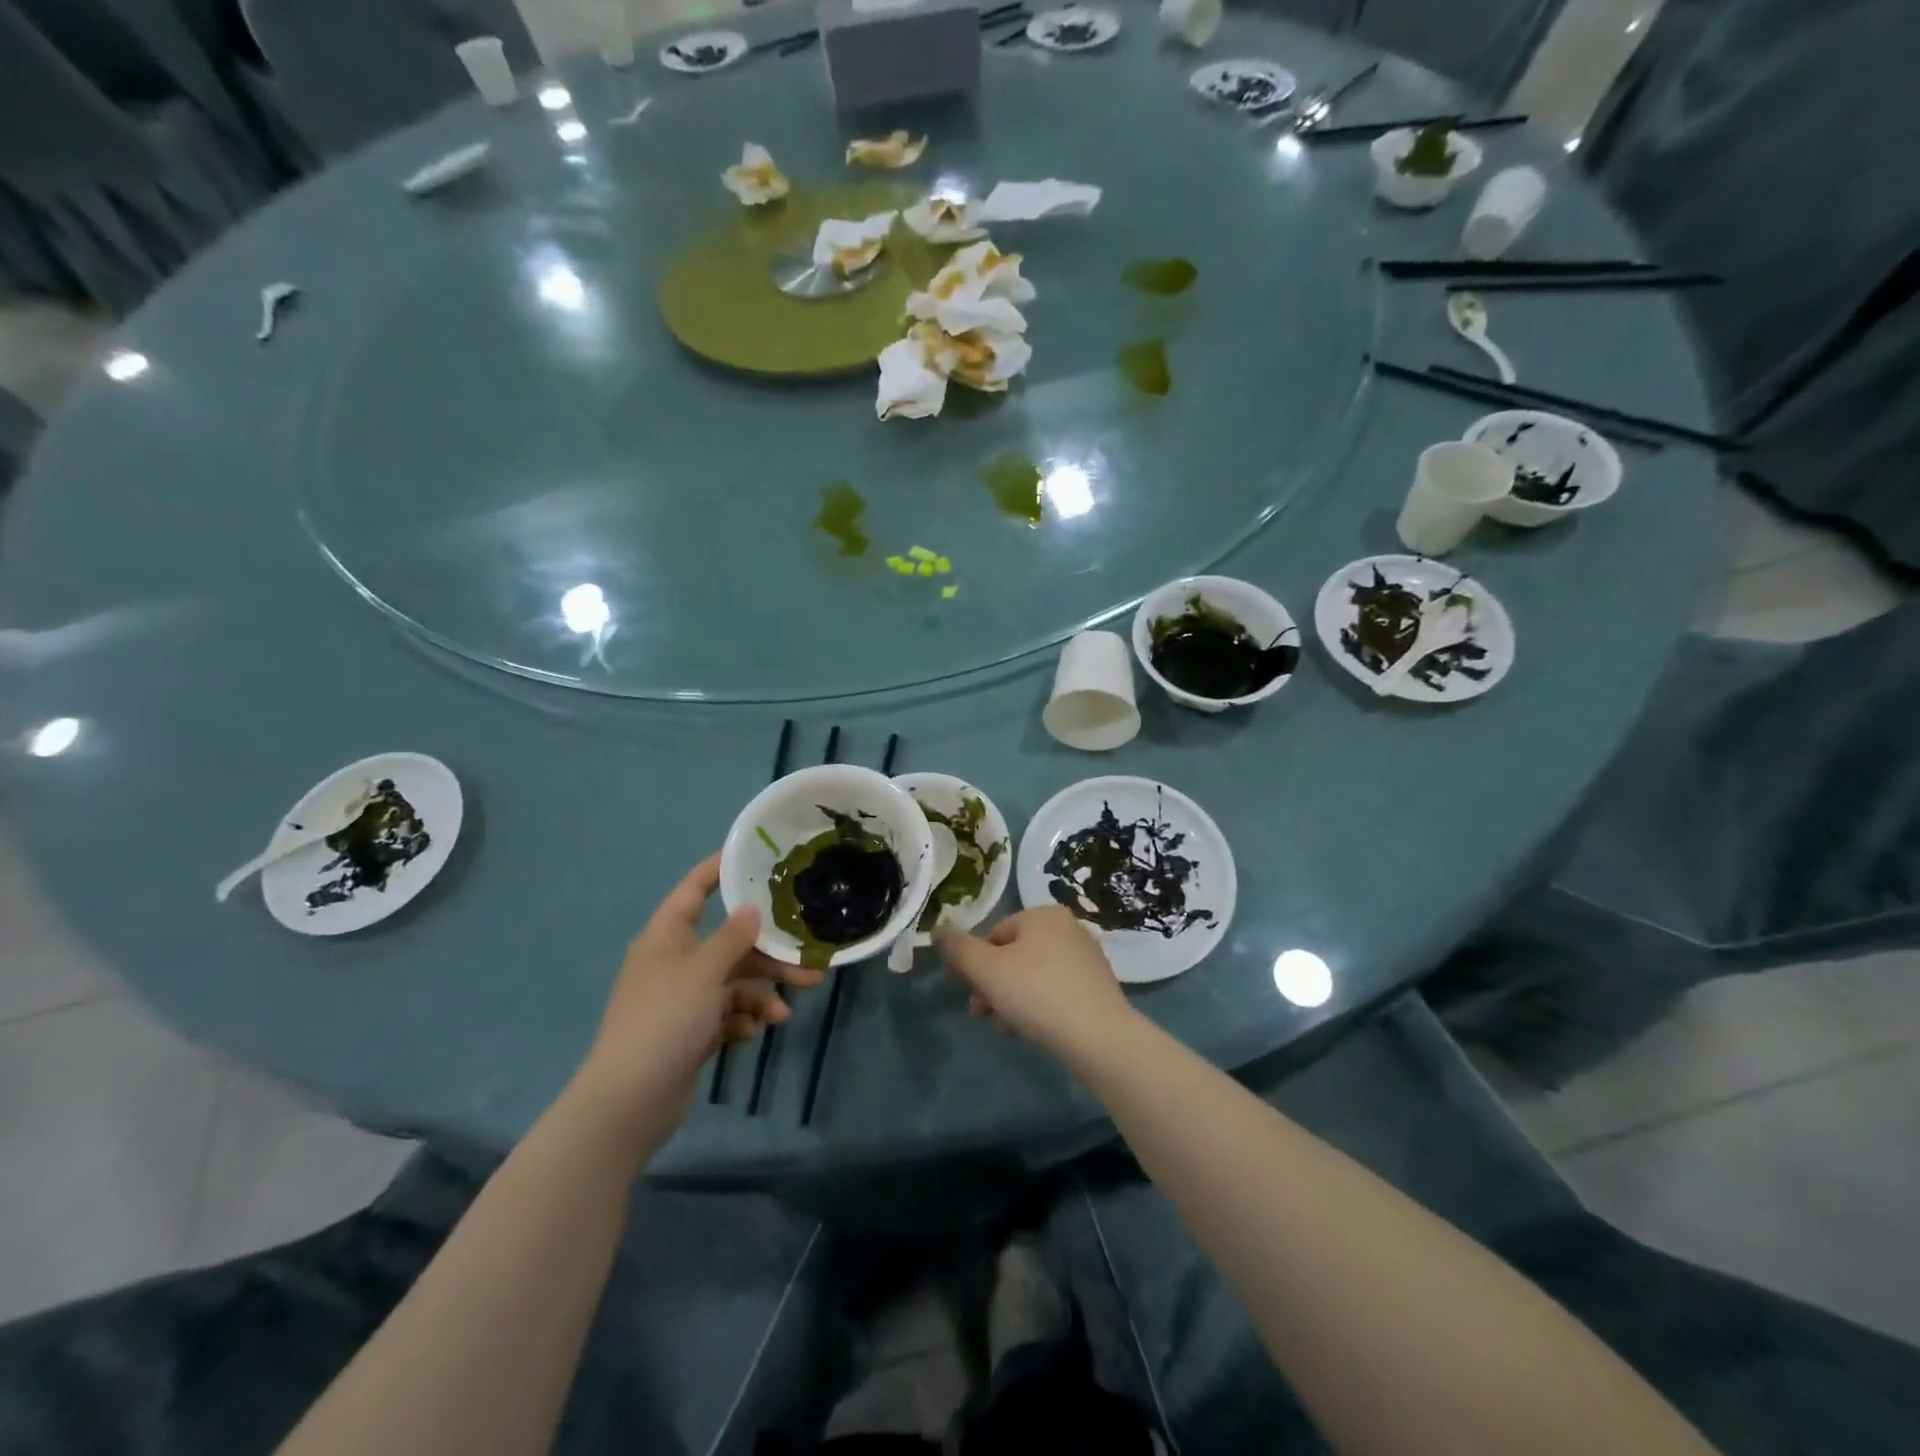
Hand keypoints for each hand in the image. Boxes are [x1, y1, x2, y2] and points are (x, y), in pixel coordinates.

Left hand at [575, 854, 822, 1125]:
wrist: (629, 1102)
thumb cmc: (664, 1020)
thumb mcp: (703, 972)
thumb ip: (733, 938)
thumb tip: (752, 909)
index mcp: (667, 936)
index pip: (694, 890)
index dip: (719, 871)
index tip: (754, 858)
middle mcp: (675, 962)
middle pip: (729, 945)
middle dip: (768, 956)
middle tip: (809, 963)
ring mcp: (683, 999)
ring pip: (734, 983)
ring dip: (761, 994)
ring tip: (785, 1014)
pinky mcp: (691, 1031)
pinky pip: (726, 1014)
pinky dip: (743, 1019)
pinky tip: (754, 1032)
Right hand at [938, 906, 1132, 1055]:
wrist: (1099, 1037)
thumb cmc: (1037, 993)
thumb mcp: (986, 970)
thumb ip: (958, 949)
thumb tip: (938, 931)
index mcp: (1043, 914)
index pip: (994, 935)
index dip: (974, 964)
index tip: (964, 992)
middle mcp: (1068, 928)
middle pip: (1014, 956)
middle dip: (992, 985)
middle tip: (979, 1013)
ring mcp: (1087, 957)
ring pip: (1033, 976)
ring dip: (1011, 999)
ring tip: (1005, 1028)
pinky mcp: (1098, 987)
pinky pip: (1055, 991)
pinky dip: (1038, 1007)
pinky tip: (1031, 1031)